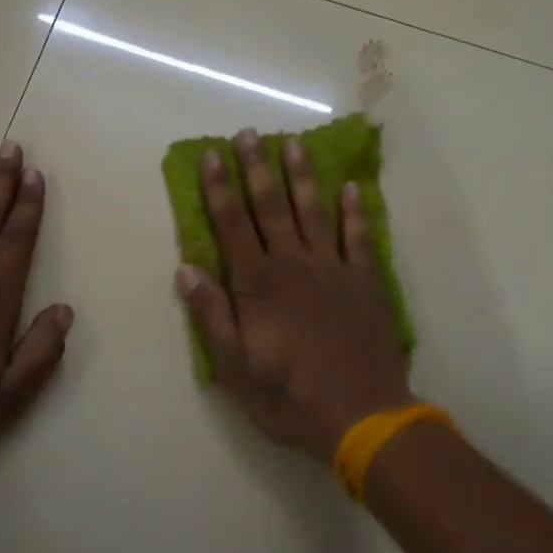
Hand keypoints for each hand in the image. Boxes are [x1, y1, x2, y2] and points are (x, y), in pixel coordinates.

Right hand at [176, 129, 413, 463]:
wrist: (363, 417)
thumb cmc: (290, 398)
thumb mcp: (235, 369)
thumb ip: (211, 316)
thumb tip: (186, 269)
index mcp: (258, 285)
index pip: (232, 225)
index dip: (220, 188)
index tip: (212, 155)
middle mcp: (293, 266)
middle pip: (271, 207)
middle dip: (257, 168)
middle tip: (249, 134)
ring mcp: (333, 270)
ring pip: (313, 212)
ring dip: (302, 176)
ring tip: (293, 144)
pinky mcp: (365, 282)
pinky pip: (360, 237)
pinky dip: (355, 211)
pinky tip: (351, 187)